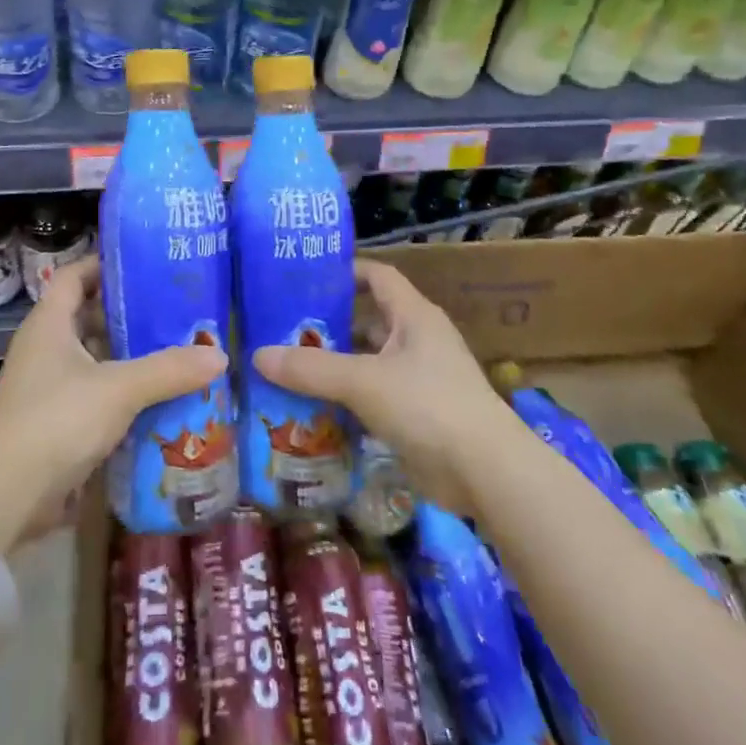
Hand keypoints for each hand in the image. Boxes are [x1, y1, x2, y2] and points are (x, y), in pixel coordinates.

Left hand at [0, 257, 226, 551]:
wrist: (4, 498)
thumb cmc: (55, 421)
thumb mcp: (118, 389)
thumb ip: (169, 370)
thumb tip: (220, 355)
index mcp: (49, 323)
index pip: (75, 275)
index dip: (106, 264)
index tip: (146, 262)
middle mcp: (46, 348)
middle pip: (89, 317)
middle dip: (131, 313)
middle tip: (177, 309)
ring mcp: (48, 387)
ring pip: (96, 358)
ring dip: (130, 356)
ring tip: (178, 349)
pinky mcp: (56, 422)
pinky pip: (96, 394)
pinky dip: (124, 392)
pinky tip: (159, 396)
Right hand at [252, 260, 513, 516]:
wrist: (487, 473)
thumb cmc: (428, 406)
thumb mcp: (363, 381)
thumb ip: (311, 369)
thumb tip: (258, 355)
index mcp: (413, 316)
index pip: (378, 276)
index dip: (346, 271)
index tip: (305, 277)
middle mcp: (418, 340)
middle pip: (368, 321)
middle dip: (330, 325)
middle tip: (284, 329)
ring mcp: (420, 379)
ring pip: (369, 363)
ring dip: (336, 367)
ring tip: (290, 368)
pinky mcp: (418, 415)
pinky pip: (375, 397)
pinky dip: (348, 400)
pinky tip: (315, 409)